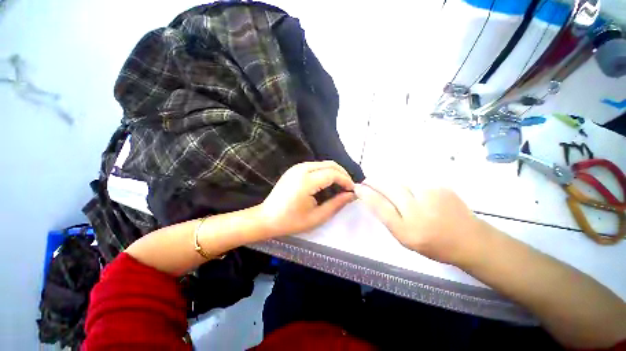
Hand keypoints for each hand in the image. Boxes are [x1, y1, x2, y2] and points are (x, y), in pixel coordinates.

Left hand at [260, 161, 355, 235]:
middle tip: (348, 187)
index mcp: (306, 182)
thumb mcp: (317, 217)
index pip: (333, 174)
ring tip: (340, 185)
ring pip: (323, 163)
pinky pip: (315, 165)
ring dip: (334, 172)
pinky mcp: (294, 169)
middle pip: (329, 164)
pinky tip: (327, 182)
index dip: (346, 180)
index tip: (352, 190)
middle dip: (343, 174)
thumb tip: (351, 195)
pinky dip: (325, 171)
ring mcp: (296, 167)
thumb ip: (336, 204)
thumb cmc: (291, 221)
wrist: (267, 218)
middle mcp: (301, 169)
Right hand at [354, 181, 488, 265]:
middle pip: (388, 188)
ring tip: (388, 187)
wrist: (470, 240)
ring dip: (389, 182)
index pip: (380, 206)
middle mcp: (418, 211)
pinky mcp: (440, 186)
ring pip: (400, 181)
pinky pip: (414, 181)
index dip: (366, 194)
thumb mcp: (405, 239)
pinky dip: (406, 184)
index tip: (357, 187)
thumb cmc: (433, 244)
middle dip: (374, 182)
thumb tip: (373, 198)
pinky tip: (411, 191)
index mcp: (407, 230)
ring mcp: (432, 196)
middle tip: (367, 181)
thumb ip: (388, 218)